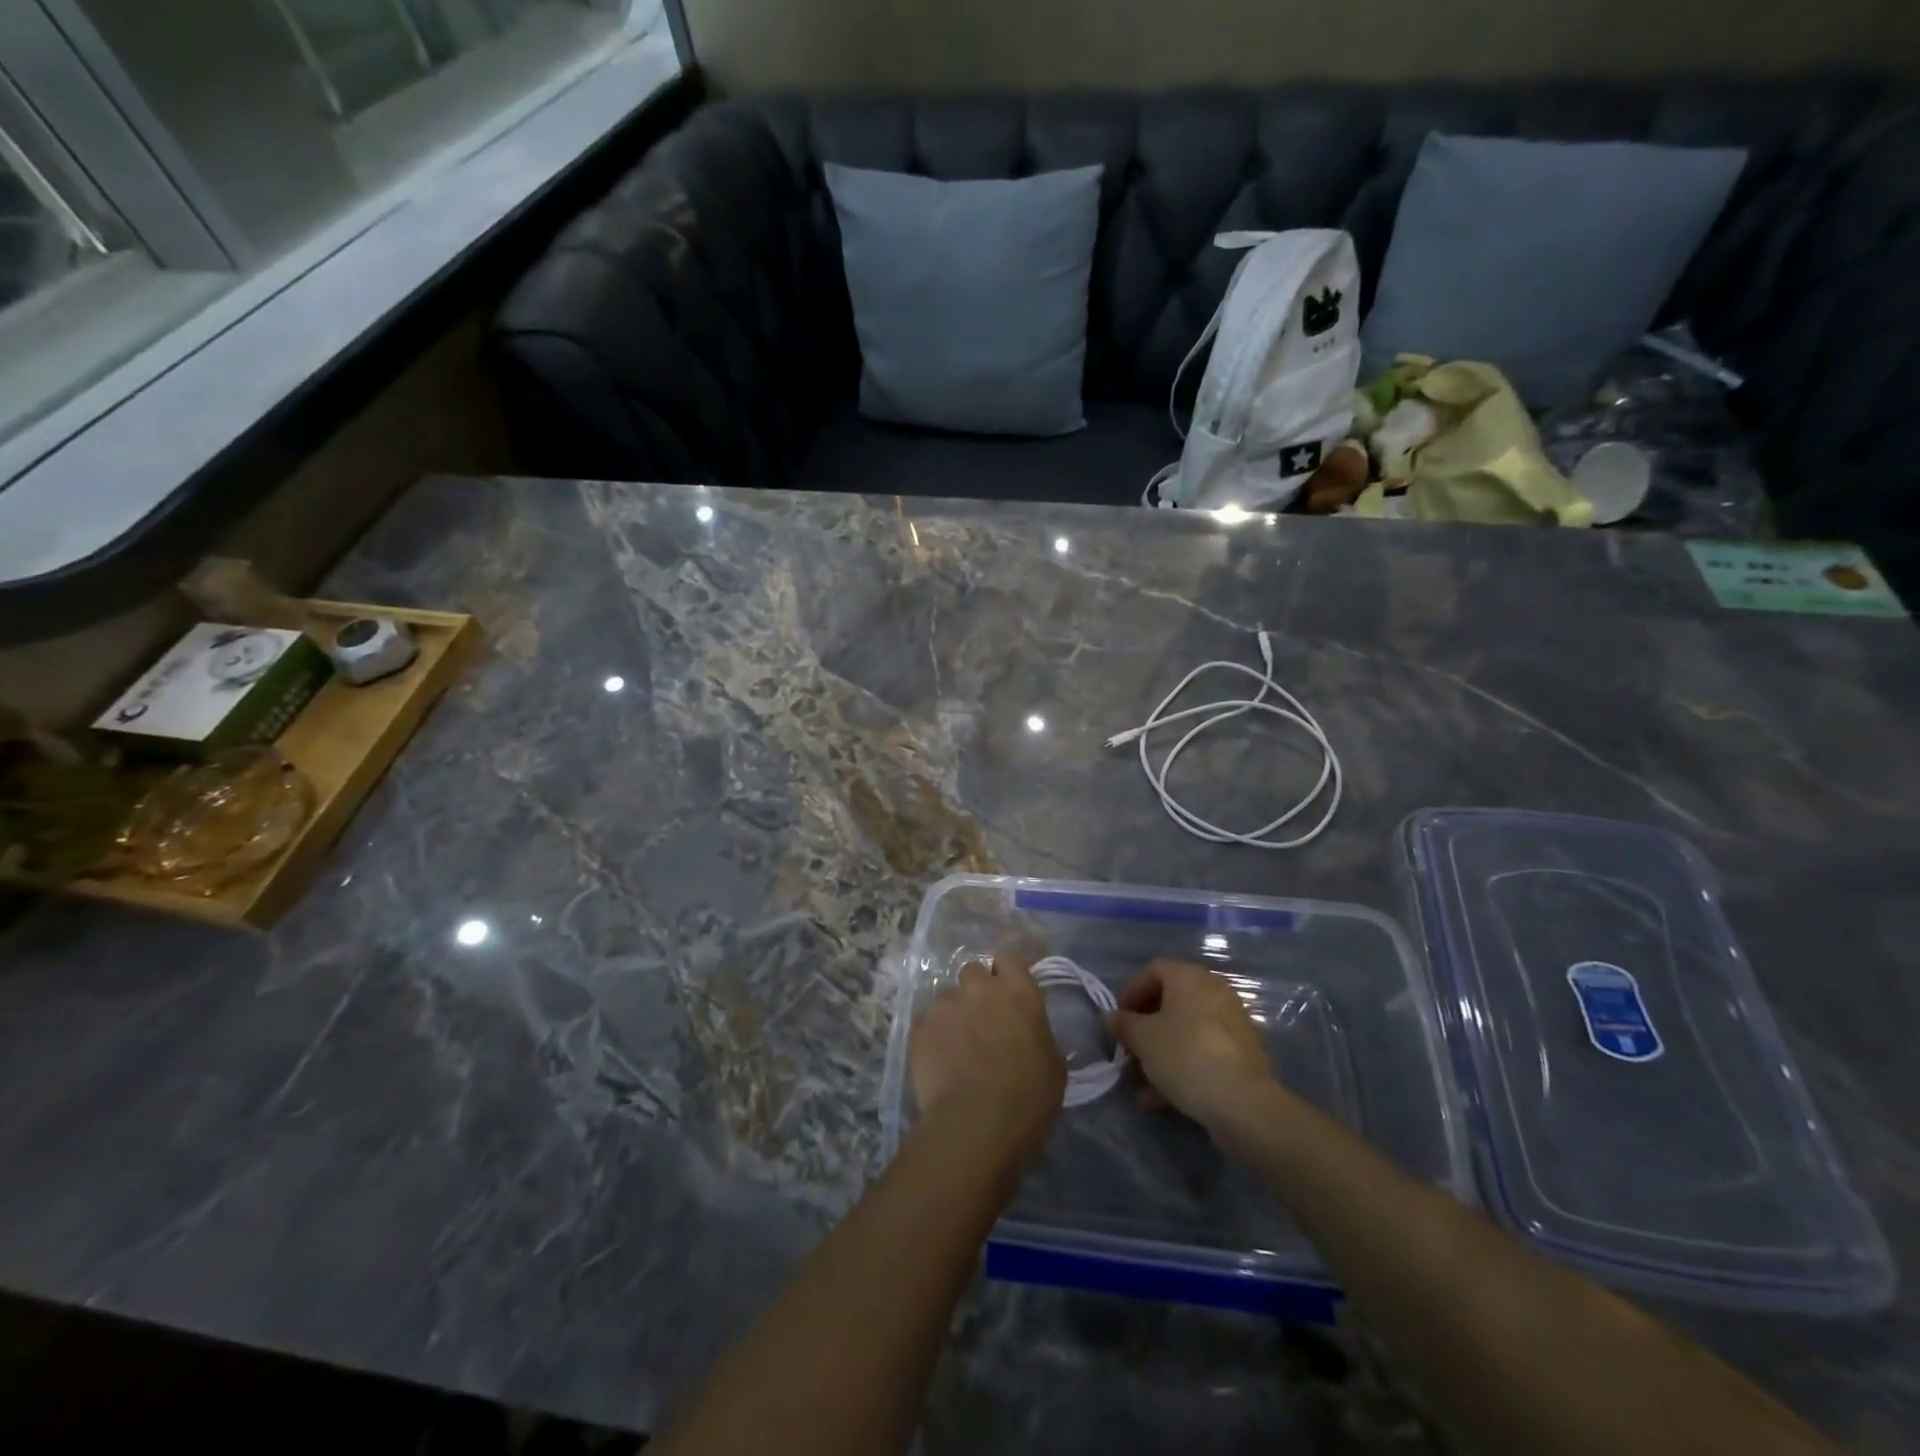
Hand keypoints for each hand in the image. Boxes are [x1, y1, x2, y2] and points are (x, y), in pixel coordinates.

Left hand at [909, 951, 1065, 1166]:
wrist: (976, 1125)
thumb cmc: (1028, 1097)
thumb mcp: (1053, 1066)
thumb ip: (1039, 1036)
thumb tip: (1030, 1035)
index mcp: (1018, 991)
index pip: (1009, 958)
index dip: (1007, 972)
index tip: (1009, 990)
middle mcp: (979, 988)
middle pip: (973, 971)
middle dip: (977, 988)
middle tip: (983, 1017)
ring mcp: (944, 1005)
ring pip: (947, 997)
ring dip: (954, 1013)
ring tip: (957, 1045)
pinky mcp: (918, 1028)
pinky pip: (925, 1022)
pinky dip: (932, 1035)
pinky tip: (939, 1060)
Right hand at [1106, 958, 1283, 1131]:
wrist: (1244, 1102)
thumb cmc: (1185, 1055)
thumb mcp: (1143, 1039)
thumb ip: (1123, 1024)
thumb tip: (1110, 1017)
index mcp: (1189, 977)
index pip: (1153, 970)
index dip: (1130, 991)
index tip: (1118, 1019)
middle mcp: (1213, 990)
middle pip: (1170, 1000)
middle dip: (1145, 1025)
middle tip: (1129, 1048)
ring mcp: (1231, 1021)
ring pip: (1185, 1029)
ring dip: (1160, 1050)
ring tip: (1141, 1081)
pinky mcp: (1242, 1052)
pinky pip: (1202, 1049)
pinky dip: (1182, 1064)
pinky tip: (1162, 1096)